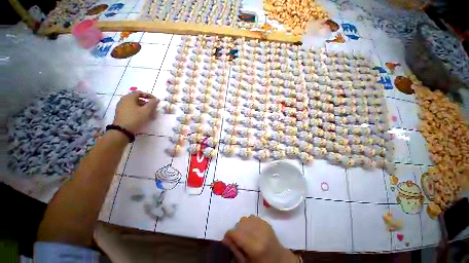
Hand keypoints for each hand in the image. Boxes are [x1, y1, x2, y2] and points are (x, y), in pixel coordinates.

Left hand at [113, 91, 158, 133]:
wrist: (122, 130)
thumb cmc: (135, 118)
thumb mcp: (146, 111)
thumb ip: (152, 103)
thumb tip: (156, 99)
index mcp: (129, 97)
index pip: (140, 93)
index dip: (149, 96)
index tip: (156, 101)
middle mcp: (124, 100)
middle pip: (138, 99)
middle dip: (147, 103)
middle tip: (154, 108)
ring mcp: (122, 107)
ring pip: (135, 105)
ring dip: (144, 108)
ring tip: (150, 114)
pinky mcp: (122, 113)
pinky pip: (132, 109)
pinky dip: (139, 111)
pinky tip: (144, 117)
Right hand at [222, 215, 297, 262]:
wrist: (279, 258)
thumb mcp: (246, 262)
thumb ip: (235, 250)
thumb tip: (225, 239)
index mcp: (254, 245)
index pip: (235, 233)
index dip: (228, 236)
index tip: (227, 240)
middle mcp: (258, 231)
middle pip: (240, 223)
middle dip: (236, 230)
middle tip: (237, 239)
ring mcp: (263, 224)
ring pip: (245, 218)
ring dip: (242, 225)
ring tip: (245, 234)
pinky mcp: (266, 221)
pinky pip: (252, 217)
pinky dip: (249, 222)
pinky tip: (252, 229)